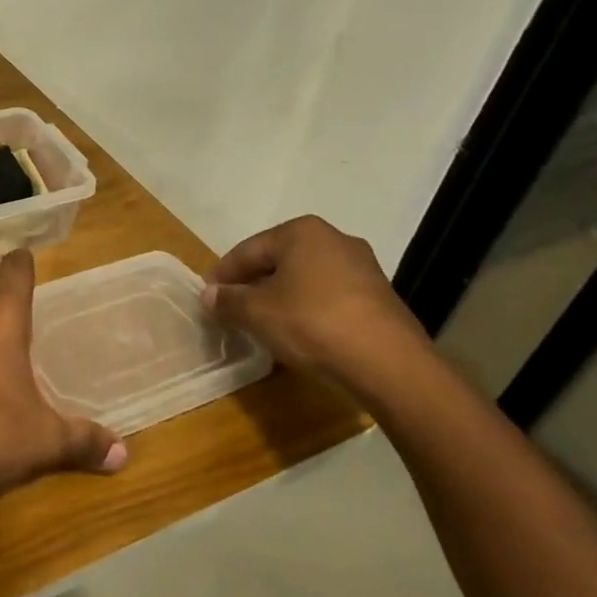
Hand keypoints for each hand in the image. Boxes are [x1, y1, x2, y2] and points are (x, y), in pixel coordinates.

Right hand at [202, 216, 433, 397]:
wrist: (389, 364)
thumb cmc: (311, 323)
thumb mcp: (256, 312)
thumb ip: (228, 300)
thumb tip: (210, 295)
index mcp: (302, 232)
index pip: (248, 250)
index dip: (223, 275)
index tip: (208, 298)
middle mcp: (335, 240)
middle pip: (278, 262)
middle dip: (253, 285)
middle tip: (232, 310)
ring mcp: (363, 268)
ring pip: (305, 279)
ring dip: (280, 298)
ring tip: (263, 324)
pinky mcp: (379, 297)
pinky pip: (329, 297)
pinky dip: (308, 310)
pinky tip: (299, 333)